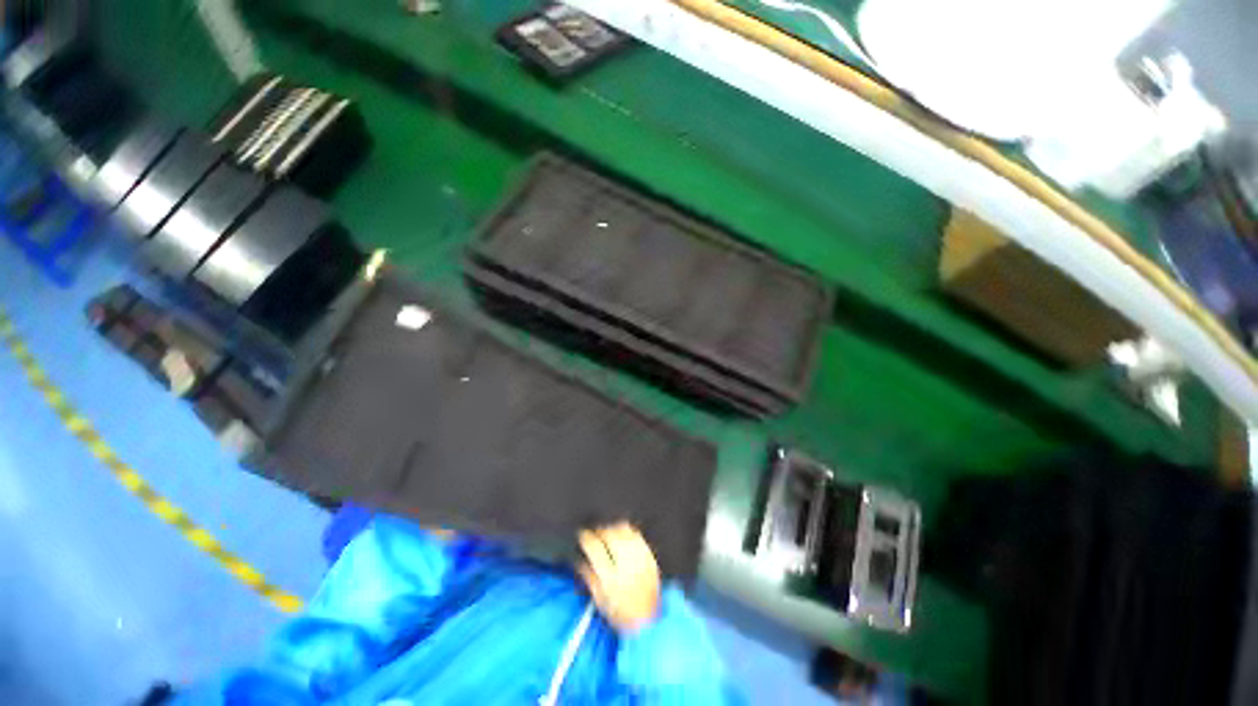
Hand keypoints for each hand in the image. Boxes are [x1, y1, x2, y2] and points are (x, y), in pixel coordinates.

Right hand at [577, 522, 660, 632]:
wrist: (649, 622)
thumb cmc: (621, 616)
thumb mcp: (600, 600)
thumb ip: (589, 577)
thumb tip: (579, 559)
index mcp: (610, 577)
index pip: (595, 548)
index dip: (586, 537)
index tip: (582, 535)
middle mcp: (626, 565)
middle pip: (610, 535)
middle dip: (600, 531)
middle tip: (595, 533)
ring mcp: (640, 559)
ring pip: (624, 531)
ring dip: (613, 528)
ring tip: (608, 532)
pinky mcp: (650, 557)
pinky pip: (637, 536)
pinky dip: (628, 532)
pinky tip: (623, 535)